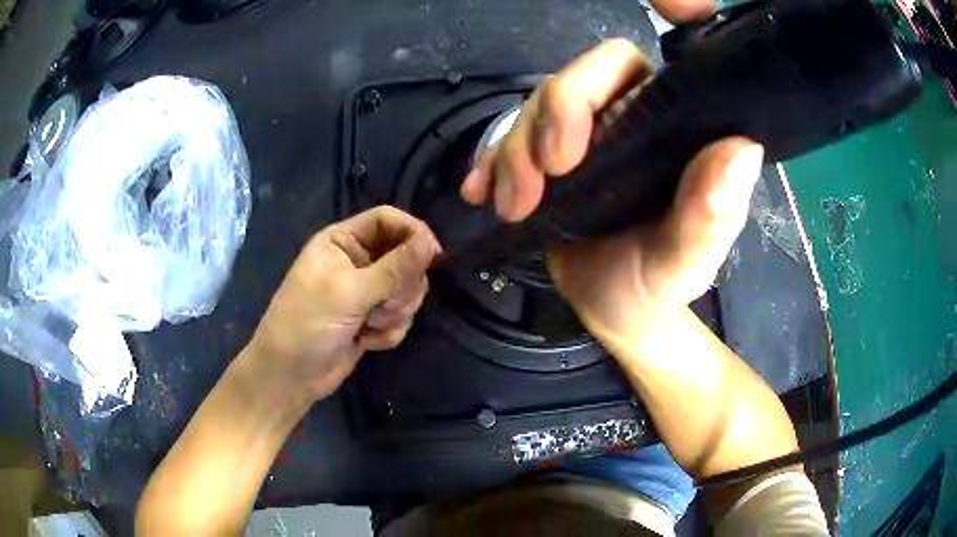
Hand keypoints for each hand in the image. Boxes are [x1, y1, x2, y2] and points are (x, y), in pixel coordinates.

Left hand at [246, 206, 440, 401]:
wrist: (291, 377)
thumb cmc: (307, 324)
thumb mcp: (348, 292)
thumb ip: (393, 268)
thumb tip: (430, 243)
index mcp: (342, 241)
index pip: (387, 220)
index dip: (412, 233)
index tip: (434, 257)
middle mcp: (356, 261)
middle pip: (404, 256)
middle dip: (401, 285)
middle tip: (384, 304)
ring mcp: (365, 291)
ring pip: (406, 290)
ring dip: (393, 312)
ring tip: (369, 325)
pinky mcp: (372, 319)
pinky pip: (400, 316)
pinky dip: (388, 331)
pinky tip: (367, 341)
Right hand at [461, 7, 764, 339]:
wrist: (617, 311)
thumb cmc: (656, 288)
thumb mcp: (684, 263)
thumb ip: (711, 215)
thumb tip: (741, 150)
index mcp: (670, 128)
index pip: (629, 68)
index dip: (592, 80)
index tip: (571, 147)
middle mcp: (630, 117)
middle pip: (573, 81)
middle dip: (543, 125)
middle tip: (535, 184)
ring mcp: (587, 134)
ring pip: (534, 110)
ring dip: (511, 154)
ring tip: (512, 207)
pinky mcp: (550, 156)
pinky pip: (509, 139)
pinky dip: (488, 164)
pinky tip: (479, 193)